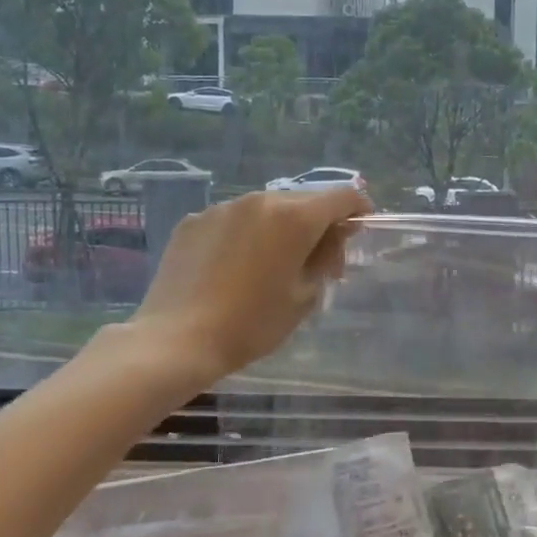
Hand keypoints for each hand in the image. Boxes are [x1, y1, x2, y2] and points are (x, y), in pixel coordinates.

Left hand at [120, 187, 370, 391]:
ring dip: (280, 228)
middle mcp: (259, 200)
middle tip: (319, 261)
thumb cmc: (252, 323)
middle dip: (318, 224)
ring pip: (266, 209)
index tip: (359, 230)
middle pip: (303, 201)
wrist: (177, 339)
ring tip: (272, 265)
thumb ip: (326, 257)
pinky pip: (232, 220)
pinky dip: (245, 235)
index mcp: (294, 217)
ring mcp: (222, 208)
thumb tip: (332, 236)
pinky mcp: (193, 221)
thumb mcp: (304, 296)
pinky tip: (234, 268)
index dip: (358, 209)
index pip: (342, 197)